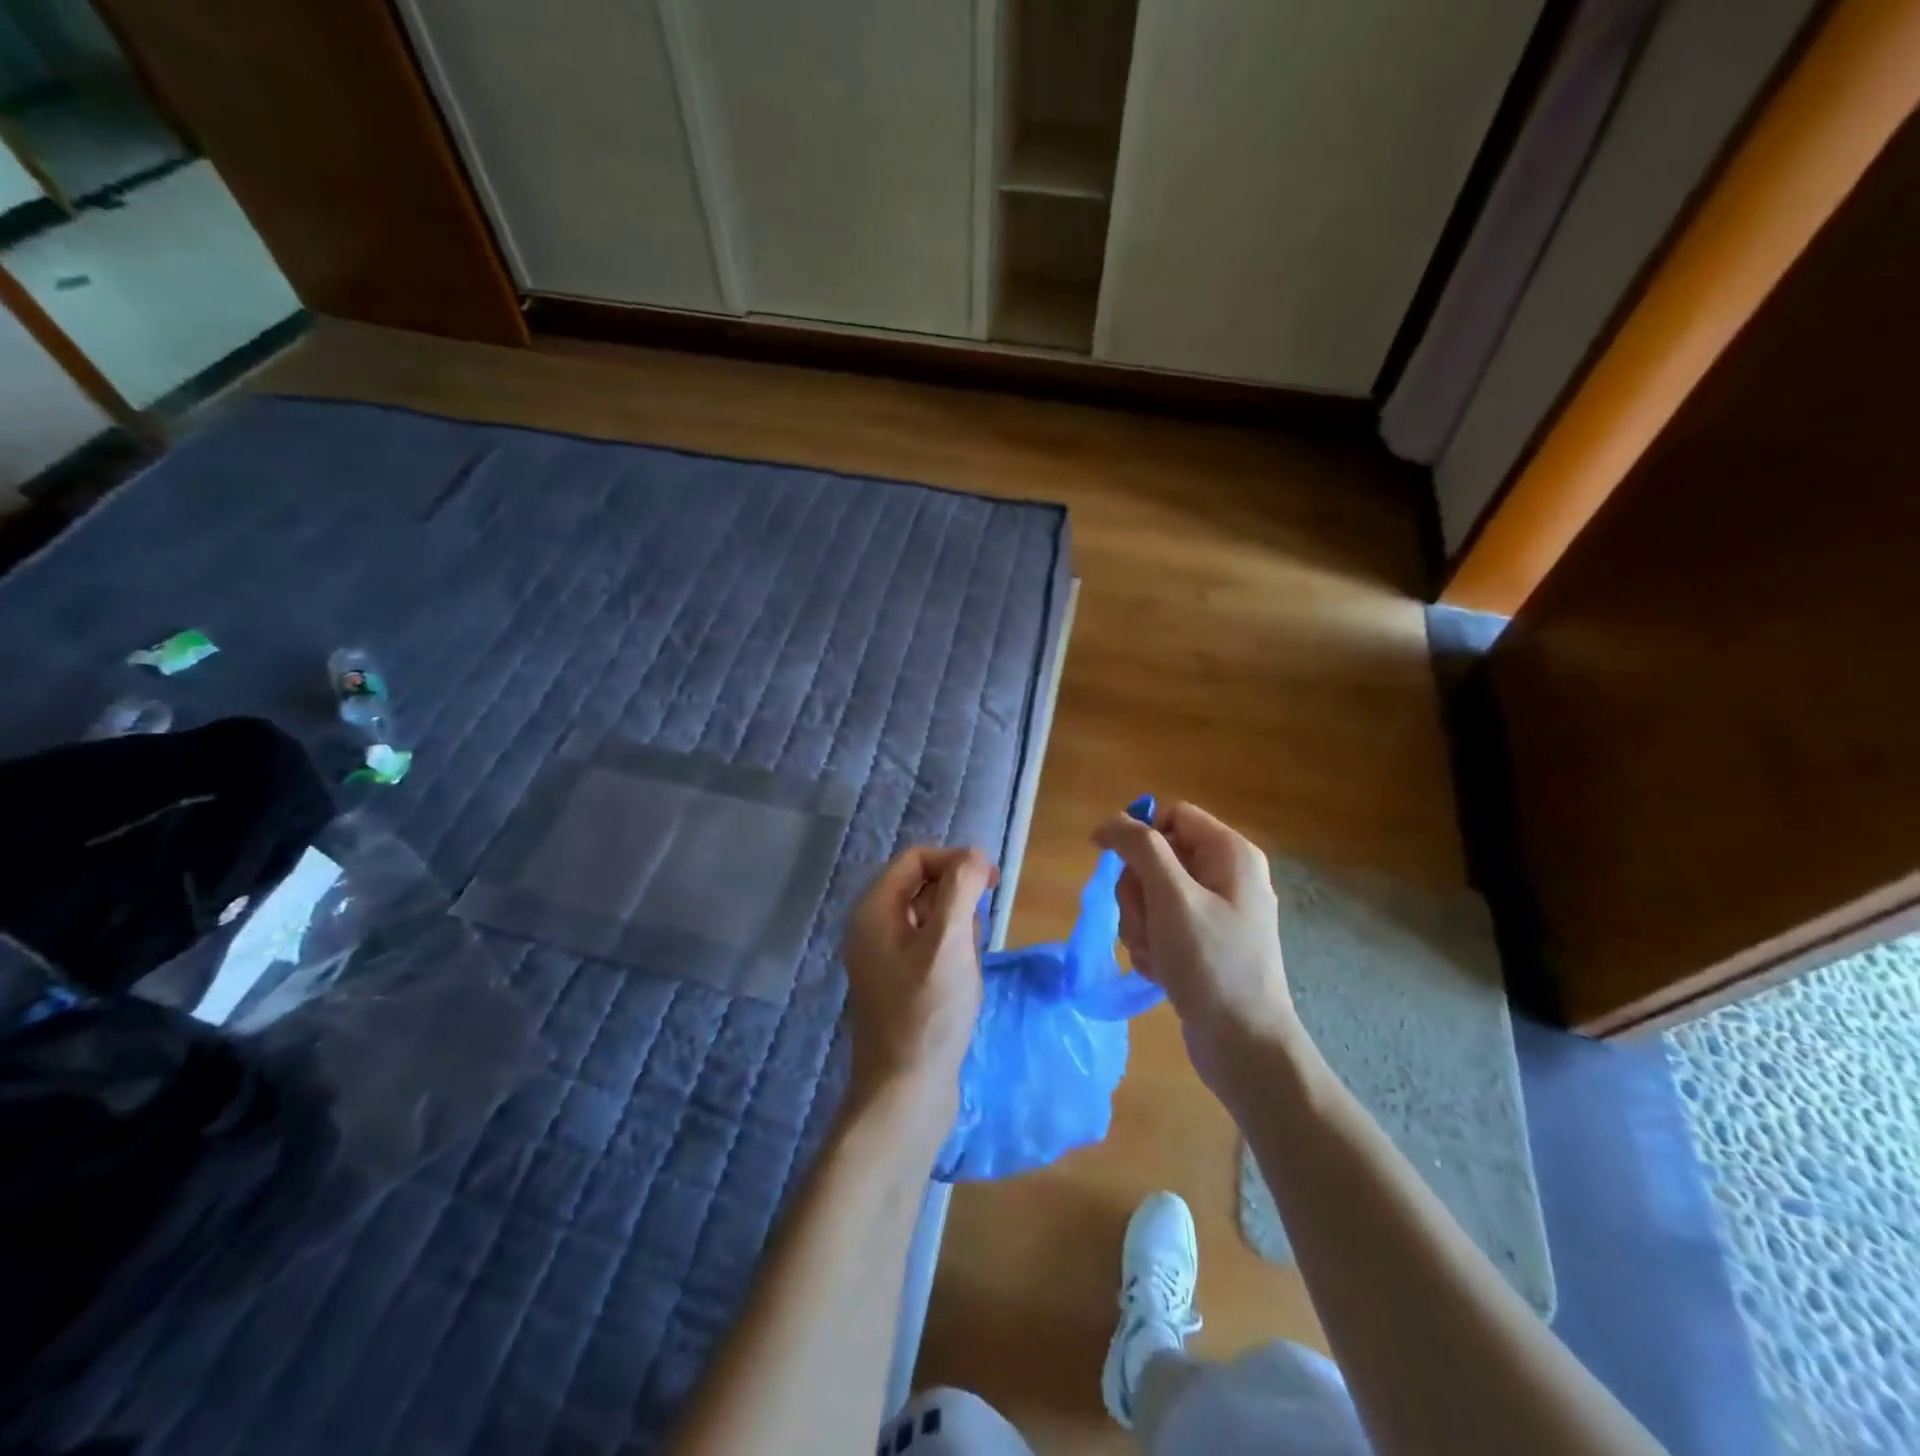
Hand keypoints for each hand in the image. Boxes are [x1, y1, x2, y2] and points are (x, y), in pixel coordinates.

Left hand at [842, 846, 997, 1115]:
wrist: (905, 1094)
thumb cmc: (928, 1013)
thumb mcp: (948, 942)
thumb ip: (960, 889)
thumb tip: (974, 856)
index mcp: (875, 910)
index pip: (916, 858)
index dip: (955, 861)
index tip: (991, 884)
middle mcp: (873, 928)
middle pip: (923, 885)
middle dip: (959, 901)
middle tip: (974, 937)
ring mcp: (885, 958)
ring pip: (932, 918)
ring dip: (959, 931)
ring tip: (967, 967)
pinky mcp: (900, 984)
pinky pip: (931, 948)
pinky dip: (952, 955)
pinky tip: (963, 985)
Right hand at [1092, 802, 1299, 1103]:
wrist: (1245, 1047)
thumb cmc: (1211, 963)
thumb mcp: (1172, 897)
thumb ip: (1140, 848)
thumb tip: (1110, 822)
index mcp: (1229, 853)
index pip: (1170, 816)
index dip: (1138, 835)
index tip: (1112, 862)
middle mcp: (1225, 875)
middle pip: (1155, 857)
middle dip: (1138, 892)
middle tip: (1147, 924)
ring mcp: (1214, 911)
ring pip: (1151, 894)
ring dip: (1140, 924)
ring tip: (1156, 955)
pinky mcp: (1203, 942)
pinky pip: (1160, 925)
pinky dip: (1152, 946)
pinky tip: (1162, 972)